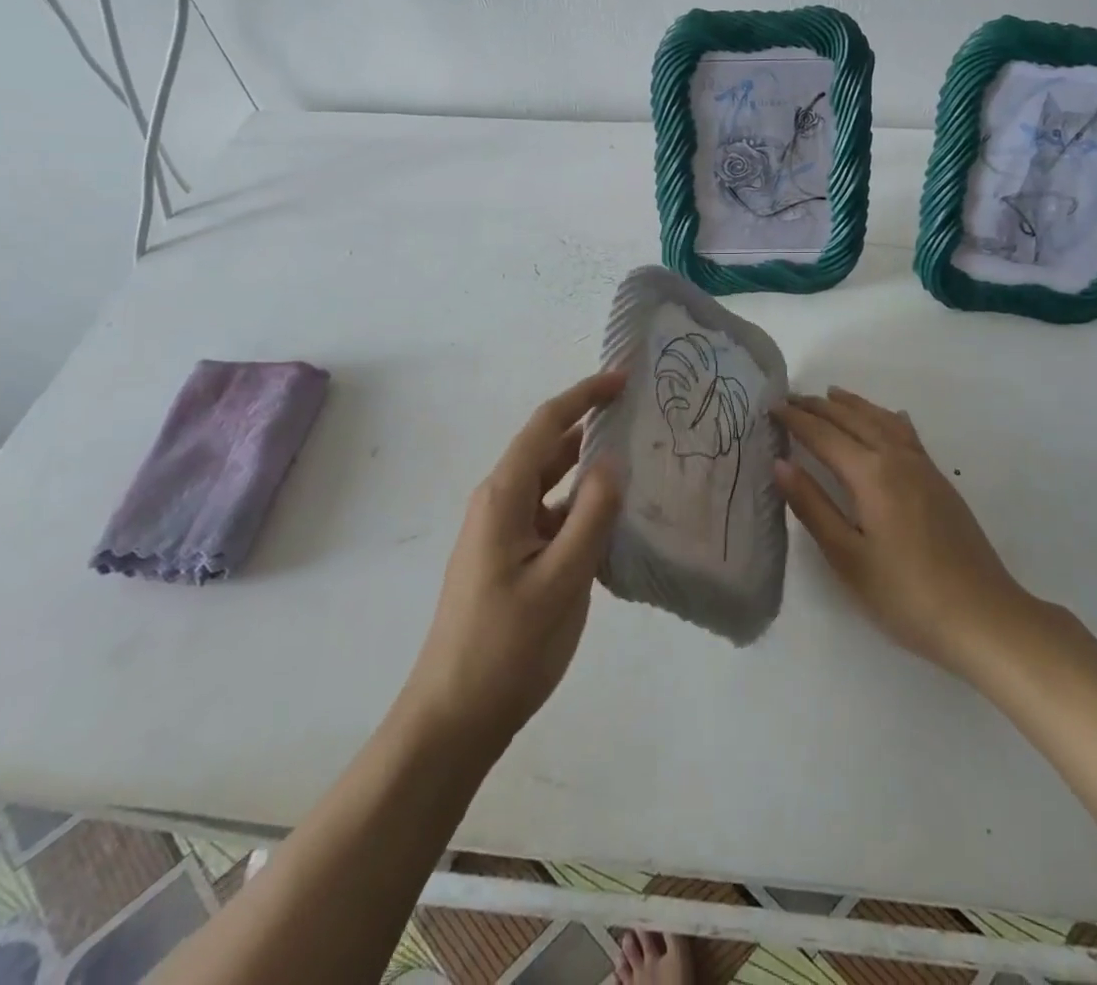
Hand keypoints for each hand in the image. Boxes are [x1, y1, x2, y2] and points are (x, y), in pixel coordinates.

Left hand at [402, 370, 625, 749]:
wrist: (454, 718)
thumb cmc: (506, 647)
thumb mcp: (561, 581)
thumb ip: (591, 516)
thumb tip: (613, 459)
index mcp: (504, 496)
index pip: (546, 425)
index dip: (584, 395)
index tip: (624, 378)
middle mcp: (500, 503)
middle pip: (549, 448)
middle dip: (591, 425)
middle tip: (642, 415)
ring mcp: (505, 532)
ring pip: (553, 484)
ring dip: (589, 468)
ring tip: (639, 459)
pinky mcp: (513, 558)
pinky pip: (553, 516)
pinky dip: (583, 506)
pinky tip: (617, 519)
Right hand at [774, 386, 1031, 677]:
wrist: (984, 618)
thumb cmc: (906, 595)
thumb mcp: (847, 557)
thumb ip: (812, 506)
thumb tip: (780, 463)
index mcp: (871, 474)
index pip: (824, 436)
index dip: (796, 420)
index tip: (771, 407)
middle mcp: (897, 459)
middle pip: (853, 420)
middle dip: (819, 407)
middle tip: (791, 398)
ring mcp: (924, 468)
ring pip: (882, 420)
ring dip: (853, 405)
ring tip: (831, 395)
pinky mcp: (940, 482)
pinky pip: (906, 433)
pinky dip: (887, 418)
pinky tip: (890, 417)